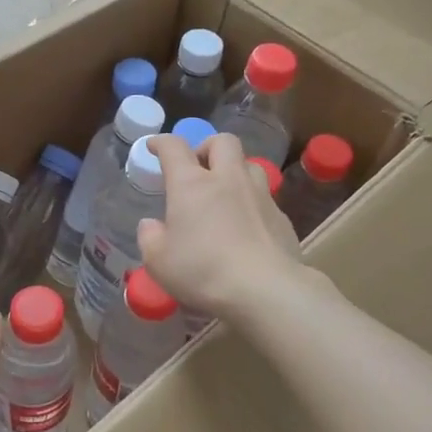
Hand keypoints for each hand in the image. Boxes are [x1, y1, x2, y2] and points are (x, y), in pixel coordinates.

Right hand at [137, 133, 302, 320]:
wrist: (264, 289)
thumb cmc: (203, 271)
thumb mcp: (158, 262)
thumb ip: (150, 238)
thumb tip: (151, 225)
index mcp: (191, 184)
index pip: (174, 147)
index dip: (161, 142)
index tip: (154, 147)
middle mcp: (227, 179)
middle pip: (222, 141)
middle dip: (207, 147)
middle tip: (197, 167)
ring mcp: (259, 195)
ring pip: (249, 164)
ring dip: (234, 170)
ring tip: (225, 192)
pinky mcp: (281, 217)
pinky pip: (265, 197)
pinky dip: (252, 202)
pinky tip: (246, 225)